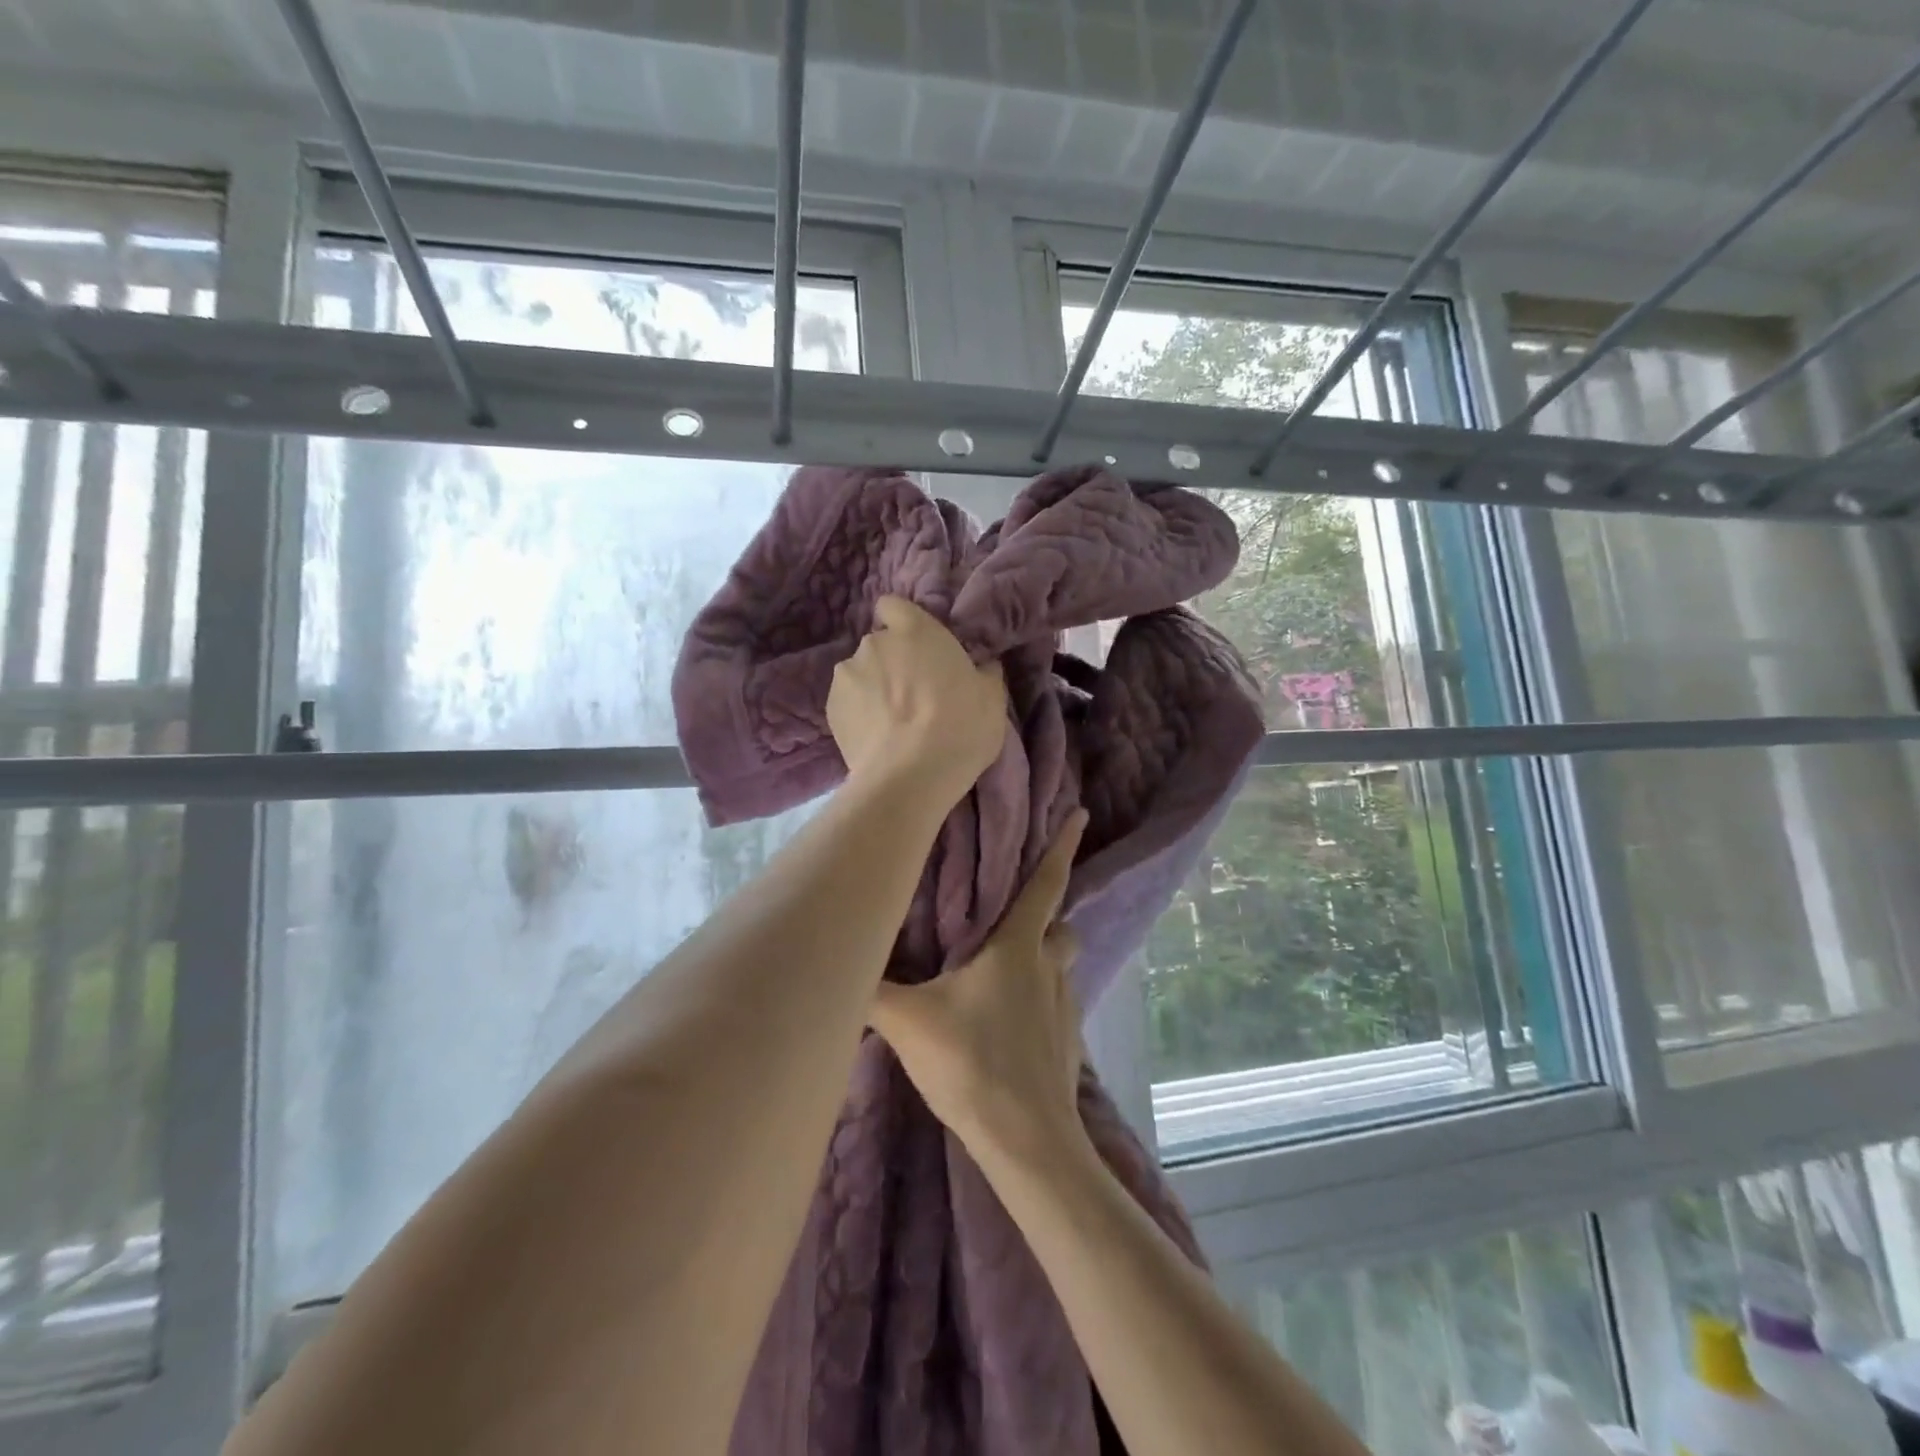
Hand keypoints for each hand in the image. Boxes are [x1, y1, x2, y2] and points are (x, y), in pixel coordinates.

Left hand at [827, 596, 1006, 799]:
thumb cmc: (961, 727)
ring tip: (891, 723)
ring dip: (872, 689)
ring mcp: (847, 674)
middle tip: (913, 695)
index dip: (902, 623)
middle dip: (892, 662)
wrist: (911, 776)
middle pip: (880, 644)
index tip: (916, 647)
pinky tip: (875, 738)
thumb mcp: (992, 697)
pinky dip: (857, 714)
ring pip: (860, 674)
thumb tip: (982, 666)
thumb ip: (983, 671)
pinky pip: (846, 702)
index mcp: (916, 629)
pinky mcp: (829, 708)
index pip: (893, 605)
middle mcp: (875, 642)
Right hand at [869, 810, 1088, 1163]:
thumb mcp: (907, 1022)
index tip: (1080, 812)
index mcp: (1018, 948)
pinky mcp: (1068, 1046)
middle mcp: (1049, 969)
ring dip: (1041, 962)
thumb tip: (835, 961)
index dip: (1062, 845)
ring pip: (1061, 967)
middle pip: (1060, 927)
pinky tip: (1006, 1026)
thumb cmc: (971, 1063)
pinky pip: (1056, 1007)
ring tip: (1001, 977)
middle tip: (1012, 921)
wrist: (1026, 1141)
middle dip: (1047, 916)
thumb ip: (869, 990)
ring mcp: (1065, 1009)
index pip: (1046, 883)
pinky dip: (1038, 1004)